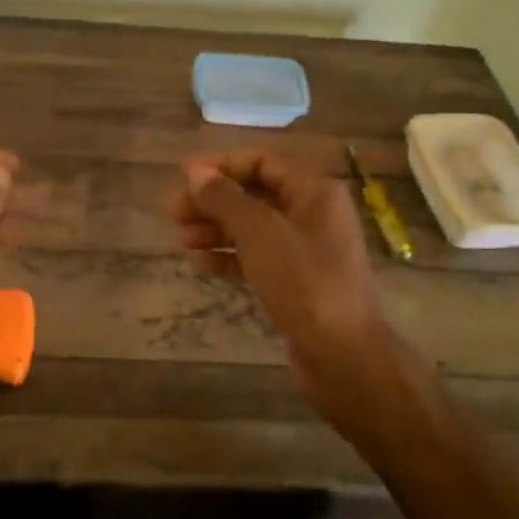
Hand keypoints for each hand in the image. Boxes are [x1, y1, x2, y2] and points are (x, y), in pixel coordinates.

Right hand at [174, 152, 403, 436]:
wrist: (343, 356)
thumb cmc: (305, 284)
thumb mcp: (260, 235)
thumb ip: (226, 199)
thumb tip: (196, 172)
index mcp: (314, 192)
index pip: (262, 162)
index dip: (221, 166)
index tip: (183, 178)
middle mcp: (313, 214)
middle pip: (255, 194)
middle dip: (214, 201)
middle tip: (175, 213)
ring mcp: (306, 249)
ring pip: (253, 228)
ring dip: (216, 229)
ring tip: (182, 239)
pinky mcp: (296, 281)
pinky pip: (257, 257)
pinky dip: (229, 257)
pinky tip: (200, 263)